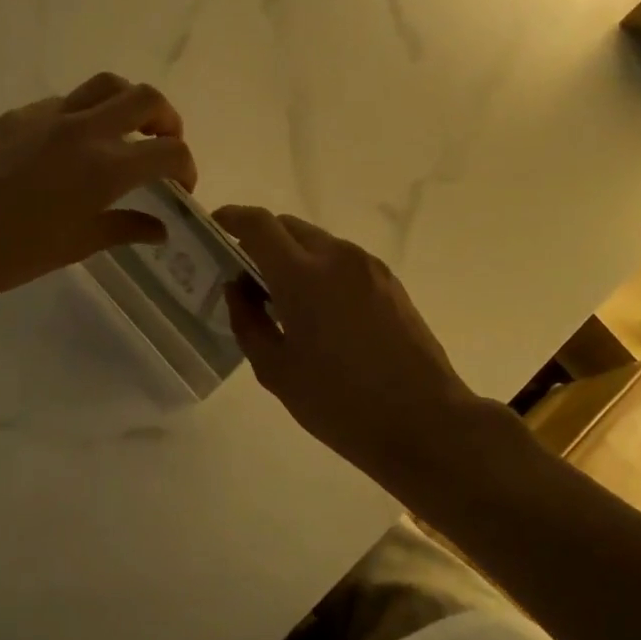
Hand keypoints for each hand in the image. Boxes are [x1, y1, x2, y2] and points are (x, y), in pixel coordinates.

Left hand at [0, 73, 197, 304]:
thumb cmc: (12, 252)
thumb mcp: (77, 245)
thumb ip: (125, 228)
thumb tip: (160, 228)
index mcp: (105, 168)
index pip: (169, 151)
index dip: (186, 166)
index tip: (181, 186)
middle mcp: (84, 129)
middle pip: (145, 98)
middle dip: (167, 118)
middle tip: (162, 143)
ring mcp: (49, 115)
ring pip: (107, 84)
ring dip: (128, 102)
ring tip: (125, 130)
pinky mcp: (19, 114)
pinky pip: (66, 101)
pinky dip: (86, 113)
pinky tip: (72, 145)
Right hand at [214, 206, 496, 478]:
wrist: (425, 421)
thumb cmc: (340, 403)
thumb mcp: (276, 371)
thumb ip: (248, 321)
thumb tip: (238, 288)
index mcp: (302, 275)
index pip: (258, 224)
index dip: (231, 217)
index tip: (216, 226)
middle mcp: (336, 256)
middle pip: (288, 226)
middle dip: (260, 238)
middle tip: (245, 273)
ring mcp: (368, 266)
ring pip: (317, 241)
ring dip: (292, 254)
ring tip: (282, 297)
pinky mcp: (389, 281)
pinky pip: (342, 259)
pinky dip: (319, 268)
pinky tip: (319, 310)